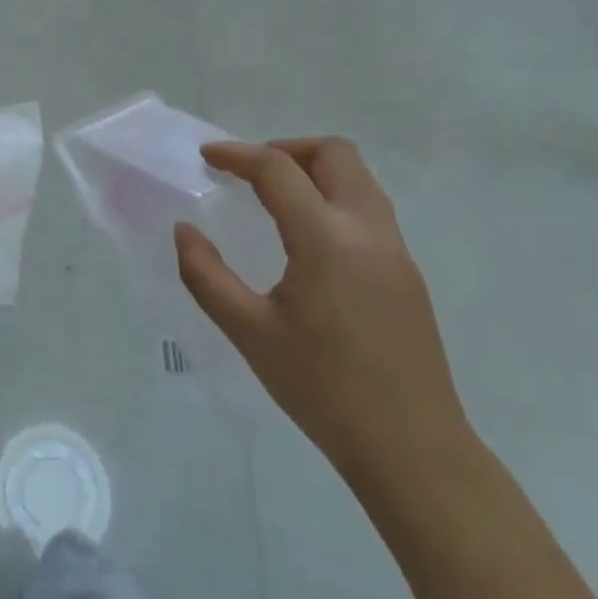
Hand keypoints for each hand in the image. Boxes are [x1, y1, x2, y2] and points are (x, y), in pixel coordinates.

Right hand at [174, 138, 471, 495]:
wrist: (412, 450)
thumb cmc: (322, 389)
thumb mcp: (248, 332)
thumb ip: (206, 275)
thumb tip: (185, 231)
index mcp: (327, 240)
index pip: (278, 170)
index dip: (238, 154)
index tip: (207, 156)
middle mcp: (368, 231)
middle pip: (335, 153)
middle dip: (286, 148)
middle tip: (248, 172)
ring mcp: (396, 250)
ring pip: (359, 178)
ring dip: (314, 170)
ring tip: (273, 198)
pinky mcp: (408, 273)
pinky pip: (369, 208)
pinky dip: (333, 198)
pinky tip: (306, 238)